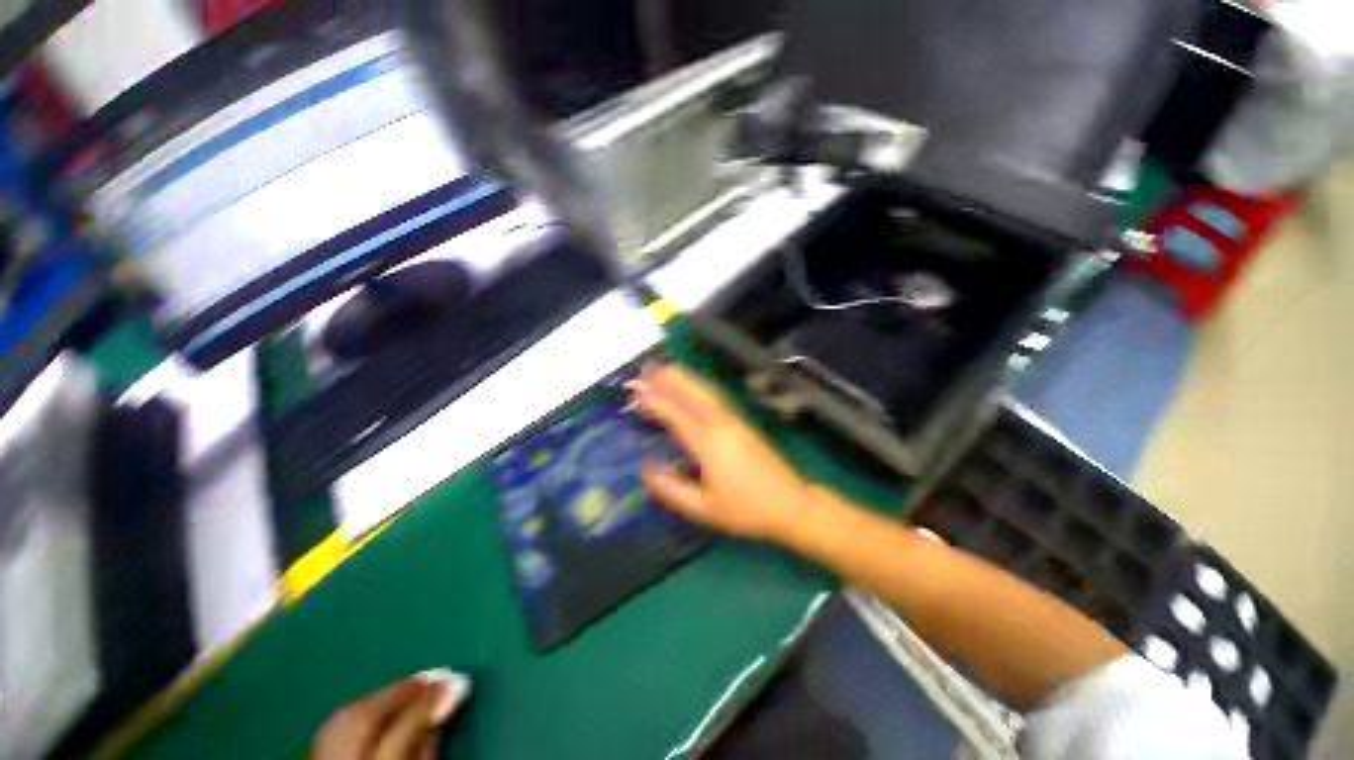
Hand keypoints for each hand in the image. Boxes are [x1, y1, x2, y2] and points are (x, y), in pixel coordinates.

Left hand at [313, 670, 469, 759]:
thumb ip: (427, 755)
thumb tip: (440, 713)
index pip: (402, 730)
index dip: (433, 701)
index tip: (456, 683)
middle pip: (364, 718)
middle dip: (402, 691)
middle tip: (435, 678)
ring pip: (342, 719)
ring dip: (379, 698)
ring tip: (410, 689)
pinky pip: (331, 732)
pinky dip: (357, 715)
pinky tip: (378, 712)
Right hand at [630, 365, 815, 540]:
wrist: (789, 503)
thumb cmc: (744, 509)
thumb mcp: (702, 508)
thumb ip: (671, 489)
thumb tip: (645, 468)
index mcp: (707, 442)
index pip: (675, 414)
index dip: (654, 399)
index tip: (635, 389)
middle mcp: (719, 423)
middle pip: (690, 393)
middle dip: (667, 378)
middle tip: (645, 370)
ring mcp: (733, 419)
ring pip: (704, 390)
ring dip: (683, 377)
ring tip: (663, 369)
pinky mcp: (741, 421)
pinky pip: (715, 396)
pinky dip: (698, 386)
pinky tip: (692, 385)